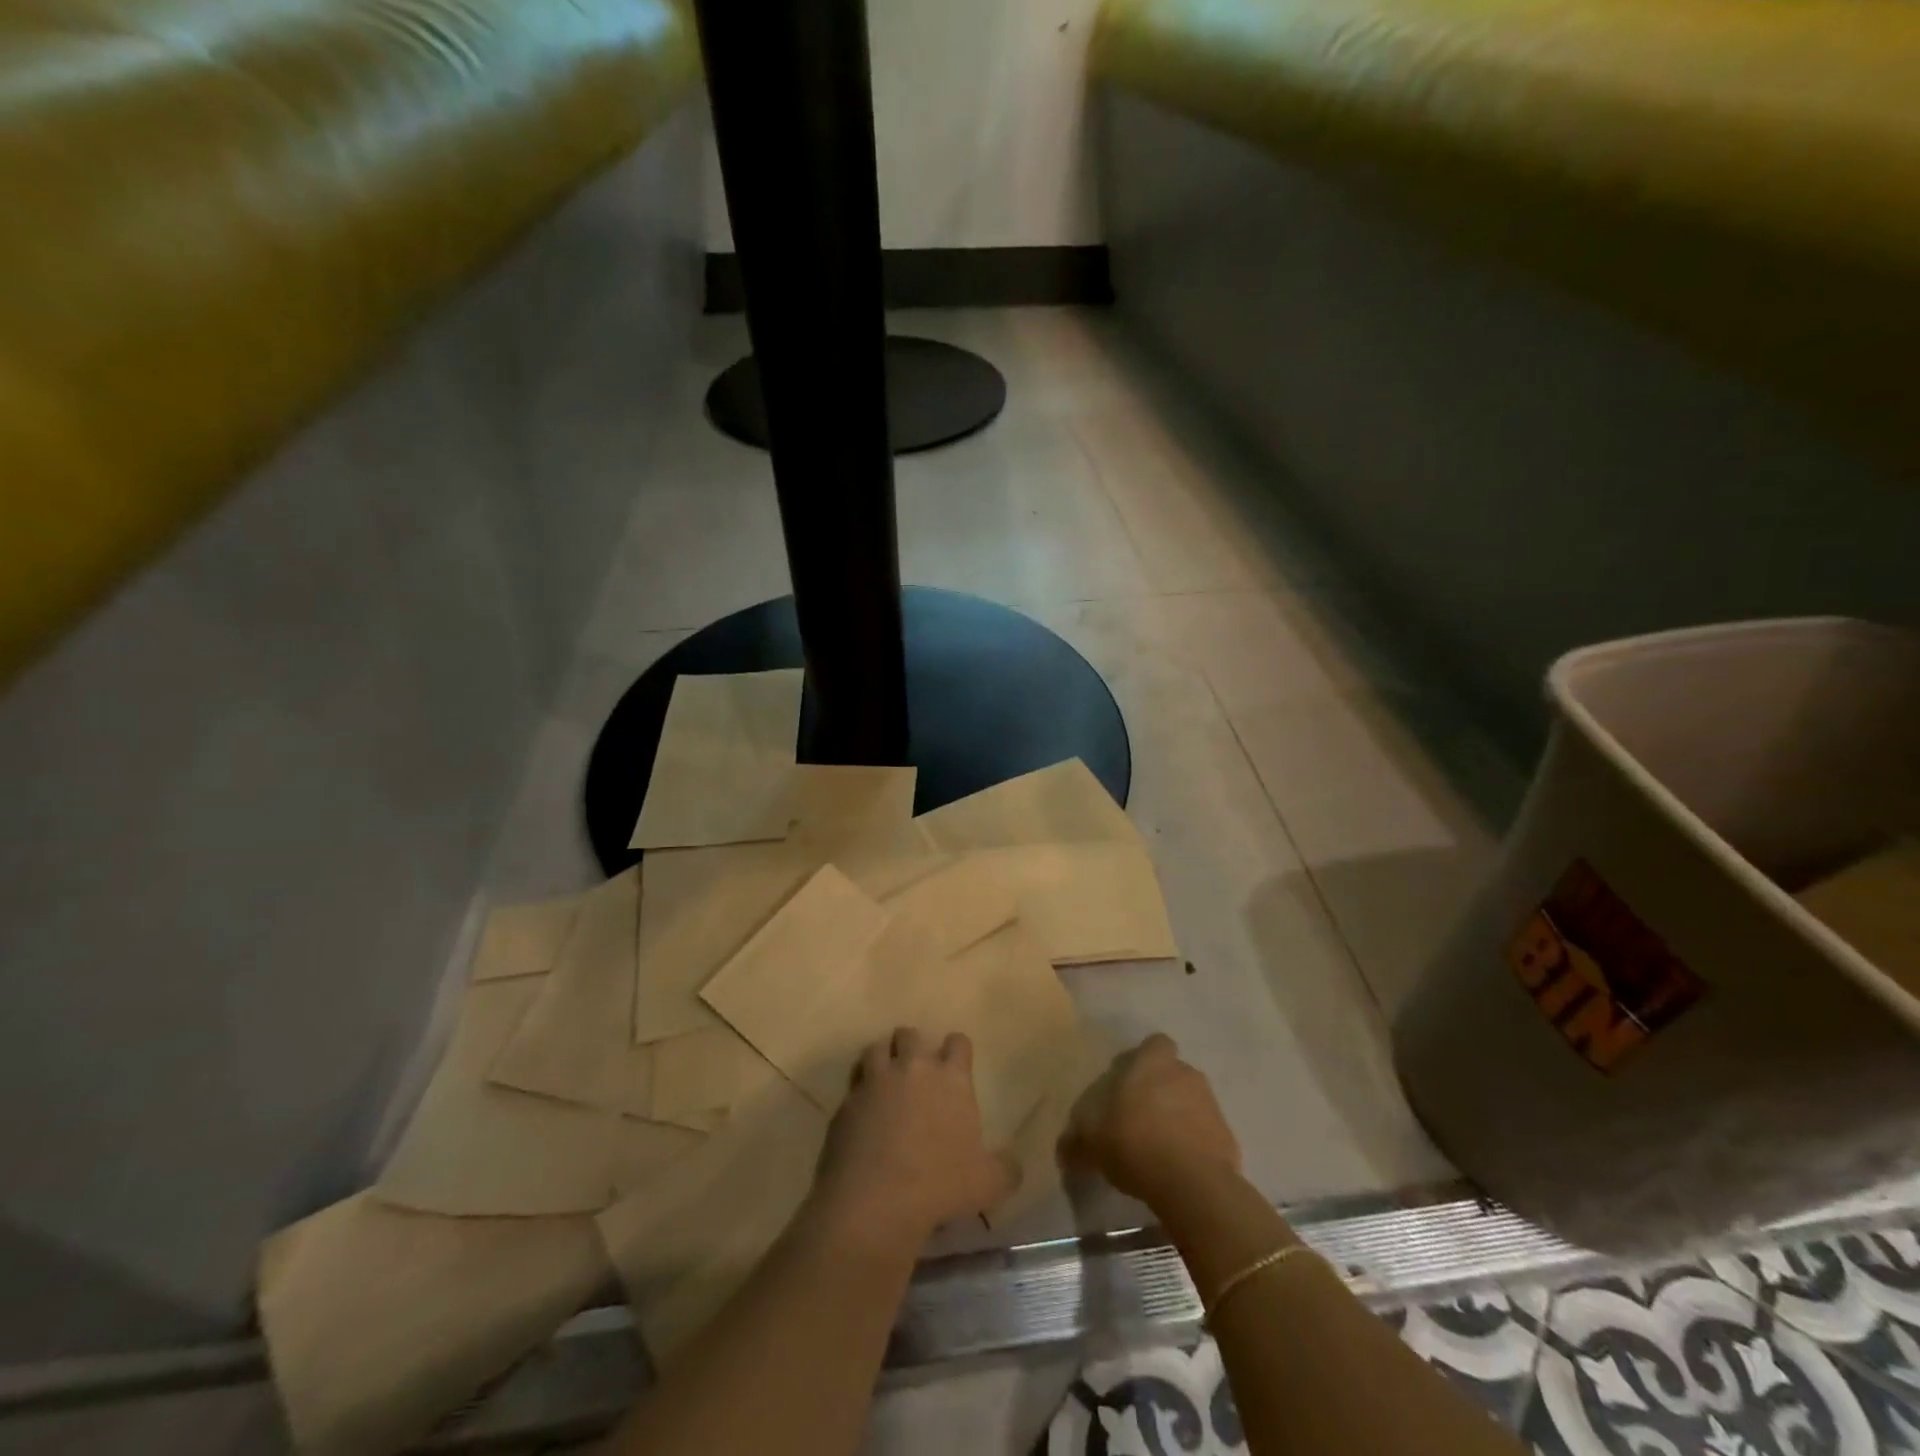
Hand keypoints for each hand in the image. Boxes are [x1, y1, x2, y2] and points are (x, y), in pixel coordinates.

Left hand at [808, 1028, 1017, 1253]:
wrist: (876, 1201)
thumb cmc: (939, 1185)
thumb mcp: (988, 1184)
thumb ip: (1006, 1169)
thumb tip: (1014, 1165)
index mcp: (950, 1078)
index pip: (958, 1042)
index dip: (957, 1050)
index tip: (956, 1066)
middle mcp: (912, 1068)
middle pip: (910, 1035)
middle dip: (912, 1047)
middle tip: (915, 1072)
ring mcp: (876, 1081)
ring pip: (876, 1048)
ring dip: (882, 1060)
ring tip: (885, 1082)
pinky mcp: (847, 1101)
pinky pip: (854, 1084)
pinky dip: (859, 1092)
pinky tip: (863, 1115)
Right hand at [1060, 1033, 1239, 1205]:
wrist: (1192, 1185)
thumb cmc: (1135, 1143)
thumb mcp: (1092, 1142)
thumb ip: (1077, 1139)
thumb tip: (1064, 1148)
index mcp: (1153, 1062)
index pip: (1154, 1044)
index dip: (1142, 1061)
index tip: (1127, 1084)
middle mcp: (1185, 1073)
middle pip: (1173, 1073)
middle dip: (1160, 1090)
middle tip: (1140, 1118)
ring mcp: (1211, 1104)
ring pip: (1191, 1102)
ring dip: (1178, 1116)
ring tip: (1159, 1147)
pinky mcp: (1229, 1137)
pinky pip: (1206, 1133)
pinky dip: (1195, 1144)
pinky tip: (1179, 1168)